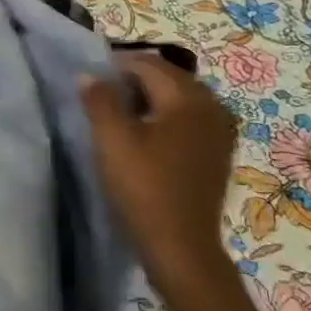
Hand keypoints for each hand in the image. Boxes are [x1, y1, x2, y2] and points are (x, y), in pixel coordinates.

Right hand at [81, 54, 257, 310]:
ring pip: (179, 98)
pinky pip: (189, 118)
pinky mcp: (218, 152)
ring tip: (120, 114)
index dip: (116, 64)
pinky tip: (146, 135)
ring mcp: (220, 131)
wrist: (180, 246)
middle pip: (168, 77)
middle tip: (102, 94)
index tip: (90, 77)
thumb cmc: (144, 187)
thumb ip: (100, 100)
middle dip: (134, 79)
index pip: (148, 64)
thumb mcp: (112, 140)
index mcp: (188, 98)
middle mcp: (212, 106)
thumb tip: (90, 75)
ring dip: (150, 98)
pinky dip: (166, 117)